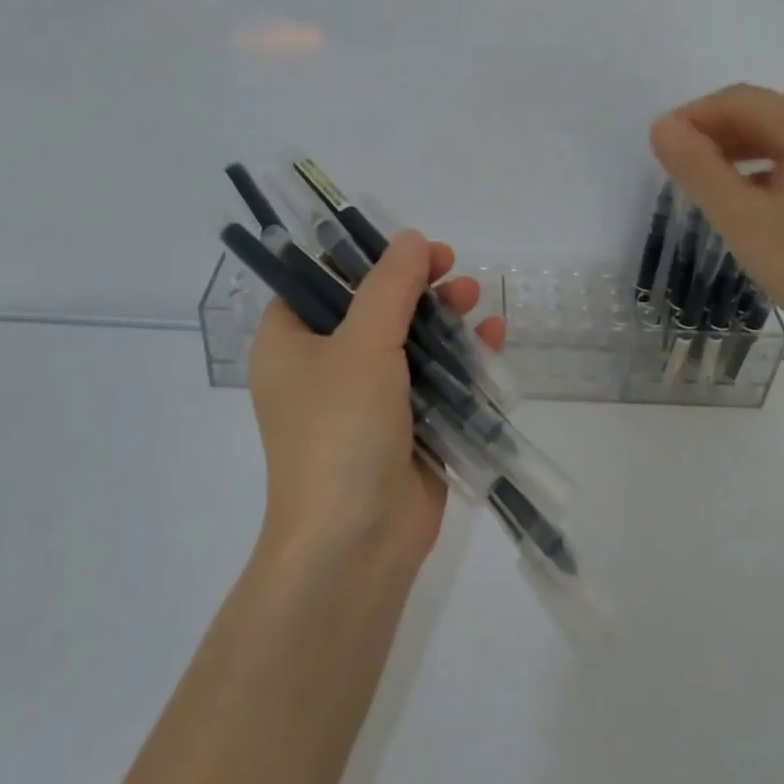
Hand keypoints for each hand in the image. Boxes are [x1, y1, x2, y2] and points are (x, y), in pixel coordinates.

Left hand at [248, 231, 504, 571]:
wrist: (354, 543)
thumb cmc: (340, 431)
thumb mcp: (362, 344)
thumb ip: (389, 287)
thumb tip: (410, 239)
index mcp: (290, 344)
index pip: (319, 282)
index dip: (363, 257)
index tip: (406, 246)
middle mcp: (324, 368)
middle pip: (374, 308)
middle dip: (417, 286)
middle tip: (451, 267)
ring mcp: (367, 401)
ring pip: (410, 343)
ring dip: (445, 318)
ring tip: (475, 298)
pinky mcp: (406, 428)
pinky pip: (435, 380)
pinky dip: (462, 358)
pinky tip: (492, 337)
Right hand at [650, 83, 783, 362]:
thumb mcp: (743, 219)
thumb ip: (698, 169)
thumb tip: (662, 127)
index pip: (738, 100)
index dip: (692, 116)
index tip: (658, 148)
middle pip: (760, 113)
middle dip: (712, 133)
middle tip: (673, 168)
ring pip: (777, 138)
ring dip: (734, 151)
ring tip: (700, 183)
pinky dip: (760, 170)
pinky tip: (742, 201)